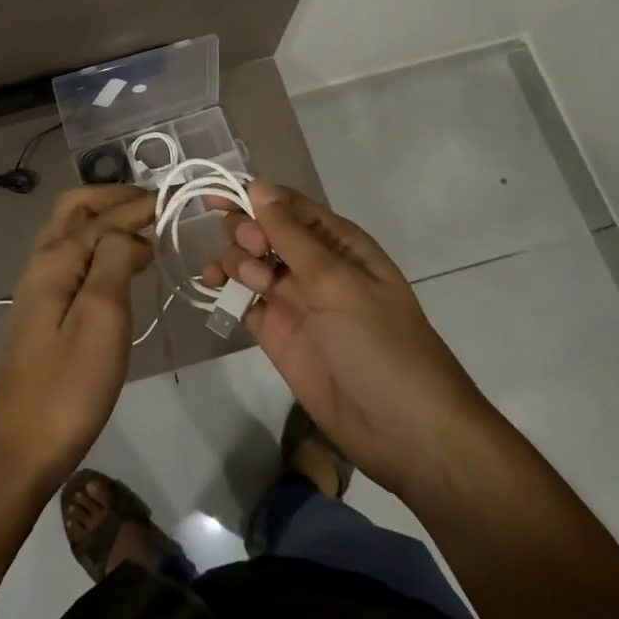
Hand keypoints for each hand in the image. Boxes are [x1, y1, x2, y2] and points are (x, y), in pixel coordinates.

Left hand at [0, 185, 154, 498]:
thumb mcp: (101, 318)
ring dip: (104, 220)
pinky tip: (119, 267)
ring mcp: (39, 289)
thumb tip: (132, 233)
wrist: (17, 449)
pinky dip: (97, 246)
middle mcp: (42, 263)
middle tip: (154, 206)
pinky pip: (72, 259)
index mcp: (56, 259)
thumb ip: (115, 261)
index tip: (176, 201)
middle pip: (75, 210)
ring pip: (70, 233)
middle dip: (113, 199)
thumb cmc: (67, 386)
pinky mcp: (43, 313)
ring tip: (144, 230)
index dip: (140, 206)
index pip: (104, 216)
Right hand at [203, 180, 492, 497]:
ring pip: (250, 263)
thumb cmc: (380, 343)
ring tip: (245, 281)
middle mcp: (315, 266)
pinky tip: (213, 288)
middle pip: (264, 231)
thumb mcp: (337, 282)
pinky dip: (227, 291)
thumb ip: (292, 236)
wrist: (405, 431)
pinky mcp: (278, 335)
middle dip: (246, 231)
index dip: (251, 196)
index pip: (289, 206)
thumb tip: (258, 186)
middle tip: (251, 250)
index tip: (212, 197)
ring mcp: (295, 301)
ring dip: (236, 261)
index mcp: (339, 244)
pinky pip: (245, 301)